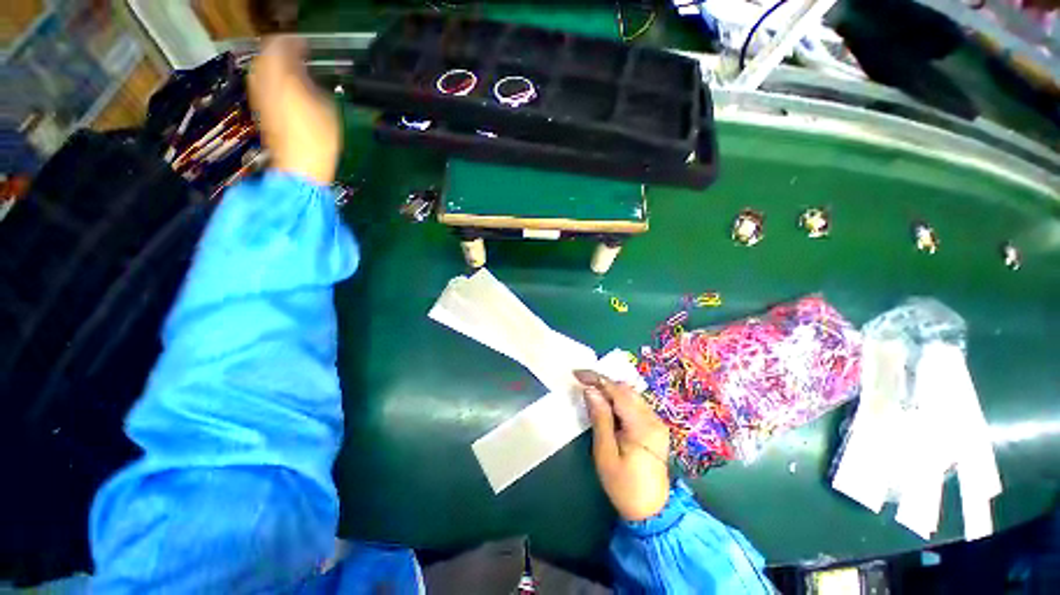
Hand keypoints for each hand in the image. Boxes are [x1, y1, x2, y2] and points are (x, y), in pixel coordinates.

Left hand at [248, 36, 340, 184]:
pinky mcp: (260, 108)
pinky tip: (286, 87)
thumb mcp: (328, 107)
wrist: (300, 166)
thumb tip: (308, 77)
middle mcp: (264, 79)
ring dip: (276, 65)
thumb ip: (315, 84)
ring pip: (261, 67)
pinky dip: (272, 78)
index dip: (295, 42)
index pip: (282, 44)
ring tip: (294, 71)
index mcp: (282, 74)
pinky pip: (262, 82)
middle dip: (282, 51)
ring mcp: (259, 94)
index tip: (308, 47)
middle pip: (267, 53)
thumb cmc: (318, 138)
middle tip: (300, 56)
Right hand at [575, 370, 670, 521]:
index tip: (577, 374)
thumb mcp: (605, 453)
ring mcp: (657, 422)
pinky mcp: (655, 427)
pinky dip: (619, 399)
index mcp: (642, 426)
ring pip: (631, 395)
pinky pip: (635, 404)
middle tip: (582, 382)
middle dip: (603, 382)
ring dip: (610, 390)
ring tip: (591, 391)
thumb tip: (591, 390)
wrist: (652, 512)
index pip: (617, 391)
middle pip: (626, 390)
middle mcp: (653, 418)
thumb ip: (600, 419)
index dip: (597, 379)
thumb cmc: (624, 485)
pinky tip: (606, 404)